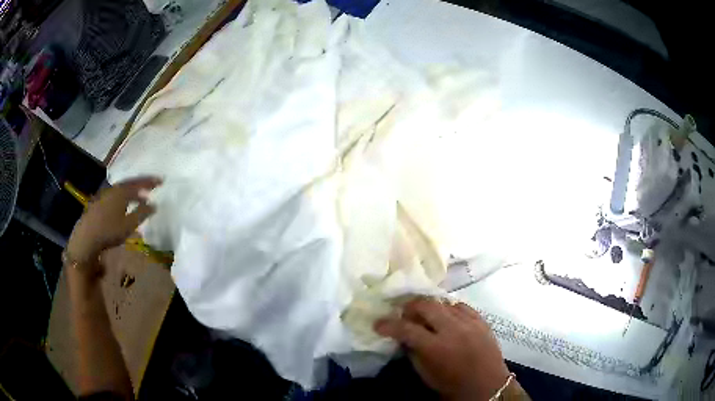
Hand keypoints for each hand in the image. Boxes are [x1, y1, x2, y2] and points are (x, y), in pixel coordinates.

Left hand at [66, 176, 161, 266]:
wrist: (87, 237)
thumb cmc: (109, 231)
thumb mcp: (129, 225)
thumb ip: (142, 213)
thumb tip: (154, 205)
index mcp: (121, 192)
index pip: (139, 183)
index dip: (150, 182)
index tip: (161, 181)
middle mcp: (113, 190)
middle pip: (129, 184)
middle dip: (141, 185)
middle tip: (151, 186)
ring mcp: (104, 196)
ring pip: (121, 190)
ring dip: (131, 192)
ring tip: (139, 197)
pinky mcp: (98, 204)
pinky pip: (114, 196)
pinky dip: (123, 197)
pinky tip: (123, 206)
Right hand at [375, 298, 509, 400]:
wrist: (487, 385)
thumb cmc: (453, 385)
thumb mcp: (426, 374)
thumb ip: (413, 352)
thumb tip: (403, 337)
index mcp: (436, 347)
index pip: (406, 328)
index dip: (388, 324)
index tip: (378, 324)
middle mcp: (452, 329)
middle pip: (426, 305)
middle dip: (409, 306)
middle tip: (403, 313)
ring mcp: (469, 322)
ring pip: (444, 302)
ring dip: (430, 306)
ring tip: (424, 313)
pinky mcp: (481, 320)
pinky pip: (461, 306)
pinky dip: (449, 308)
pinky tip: (446, 314)